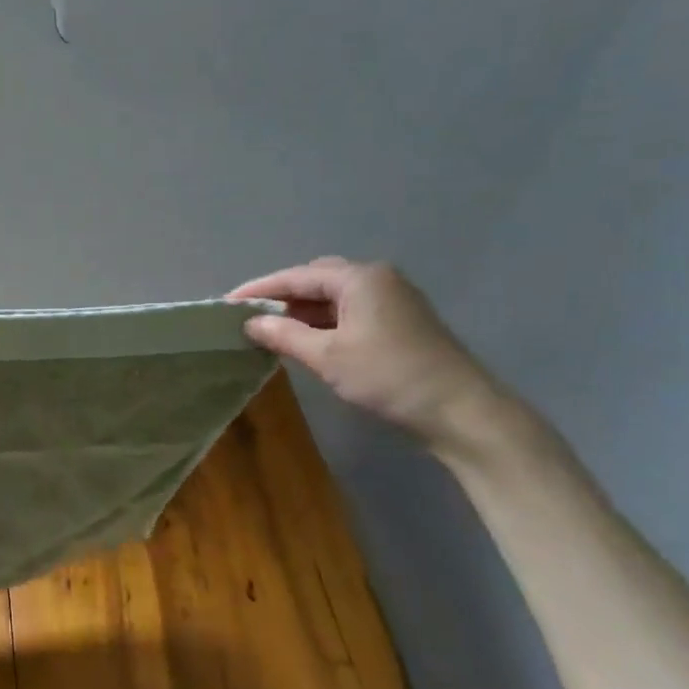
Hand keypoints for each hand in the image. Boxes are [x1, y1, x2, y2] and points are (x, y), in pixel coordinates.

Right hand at [229, 258, 502, 450]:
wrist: (461, 411)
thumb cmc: (389, 376)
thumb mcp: (327, 356)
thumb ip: (284, 335)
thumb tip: (250, 322)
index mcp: (359, 278)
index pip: (296, 276)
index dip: (259, 289)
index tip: (226, 303)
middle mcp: (377, 279)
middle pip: (316, 280)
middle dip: (281, 296)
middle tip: (249, 316)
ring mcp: (392, 299)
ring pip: (334, 297)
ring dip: (302, 312)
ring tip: (272, 330)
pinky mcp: (400, 321)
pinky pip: (350, 311)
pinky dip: (324, 322)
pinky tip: (308, 340)